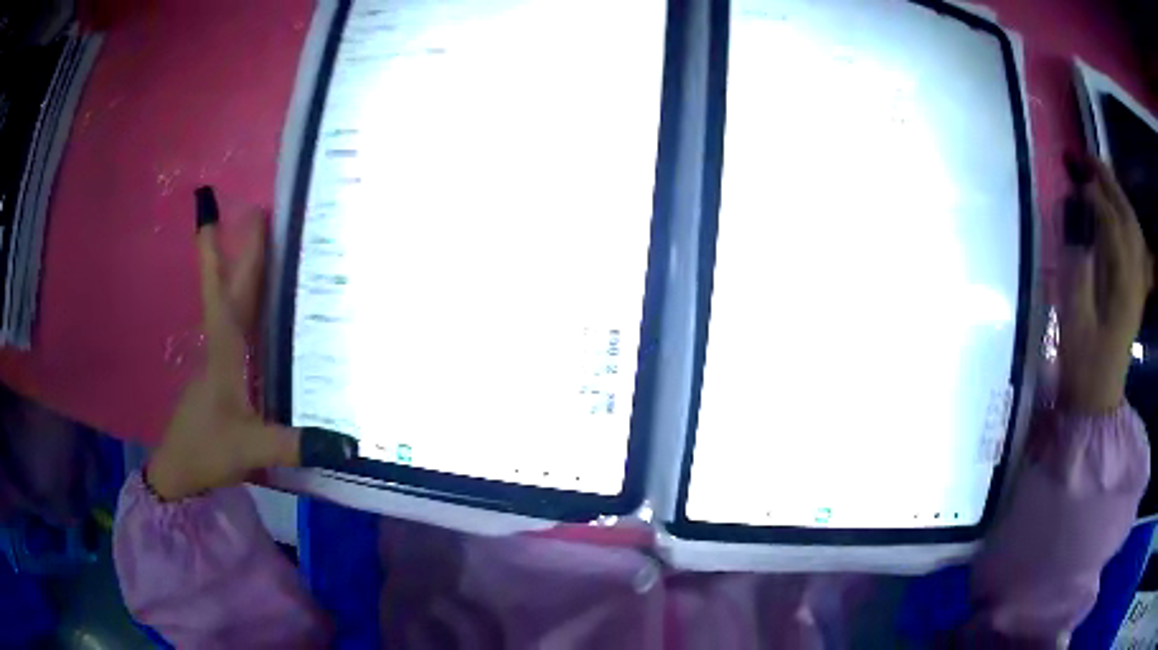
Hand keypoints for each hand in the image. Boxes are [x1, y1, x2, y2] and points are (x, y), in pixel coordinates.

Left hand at [146, 203, 299, 500]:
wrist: (178, 470)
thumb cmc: (206, 449)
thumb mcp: (250, 448)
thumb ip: (293, 443)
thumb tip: (347, 442)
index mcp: (224, 350)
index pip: (221, 291)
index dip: (216, 252)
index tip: (212, 212)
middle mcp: (222, 346)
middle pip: (231, 288)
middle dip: (241, 250)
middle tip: (259, 214)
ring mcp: (221, 360)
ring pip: (234, 306)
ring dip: (247, 274)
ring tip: (268, 248)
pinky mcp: (225, 376)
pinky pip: (241, 330)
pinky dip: (252, 309)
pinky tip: (269, 312)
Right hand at [1059, 154, 1153, 414]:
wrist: (1098, 398)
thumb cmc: (1083, 362)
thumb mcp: (1075, 318)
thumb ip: (1077, 263)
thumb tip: (1073, 214)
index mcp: (1122, 283)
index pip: (1111, 222)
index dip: (1091, 194)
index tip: (1070, 175)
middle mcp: (1135, 275)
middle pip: (1126, 216)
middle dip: (1106, 182)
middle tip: (1082, 159)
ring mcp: (1138, 282)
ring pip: (1133, 225)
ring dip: (1117, 194)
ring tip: (1097, 175)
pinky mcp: (1136, 287)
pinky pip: (1136, 241)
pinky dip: (1126, 217)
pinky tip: (1117, 209)